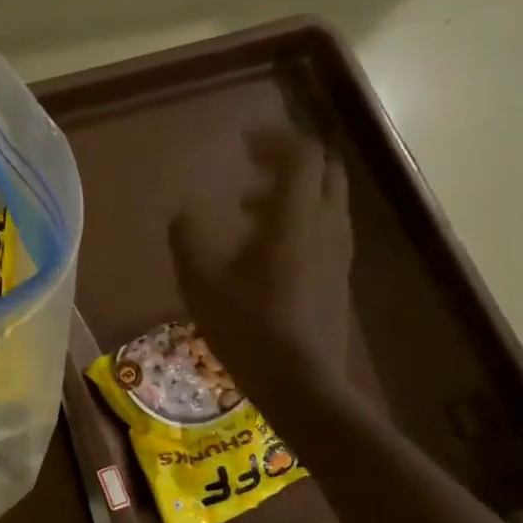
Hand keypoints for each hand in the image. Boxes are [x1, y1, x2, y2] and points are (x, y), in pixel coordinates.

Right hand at [168, 127, 354, 407]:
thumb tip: (183, 210)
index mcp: (296, 218)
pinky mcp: (339, 275)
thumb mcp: (202, 285)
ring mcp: (339, 251)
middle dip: (291, 157)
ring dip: (295, 189)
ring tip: (250, 206)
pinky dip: (302, 216)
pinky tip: (268, 246)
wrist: (303, 383)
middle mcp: (327, 224)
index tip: (244, 139)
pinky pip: (326, 225)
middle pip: (325, 168)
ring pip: (328, 198)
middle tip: (252, 164)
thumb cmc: (249, 330)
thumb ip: (188, 239)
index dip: (275, 138)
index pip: (301, 155)